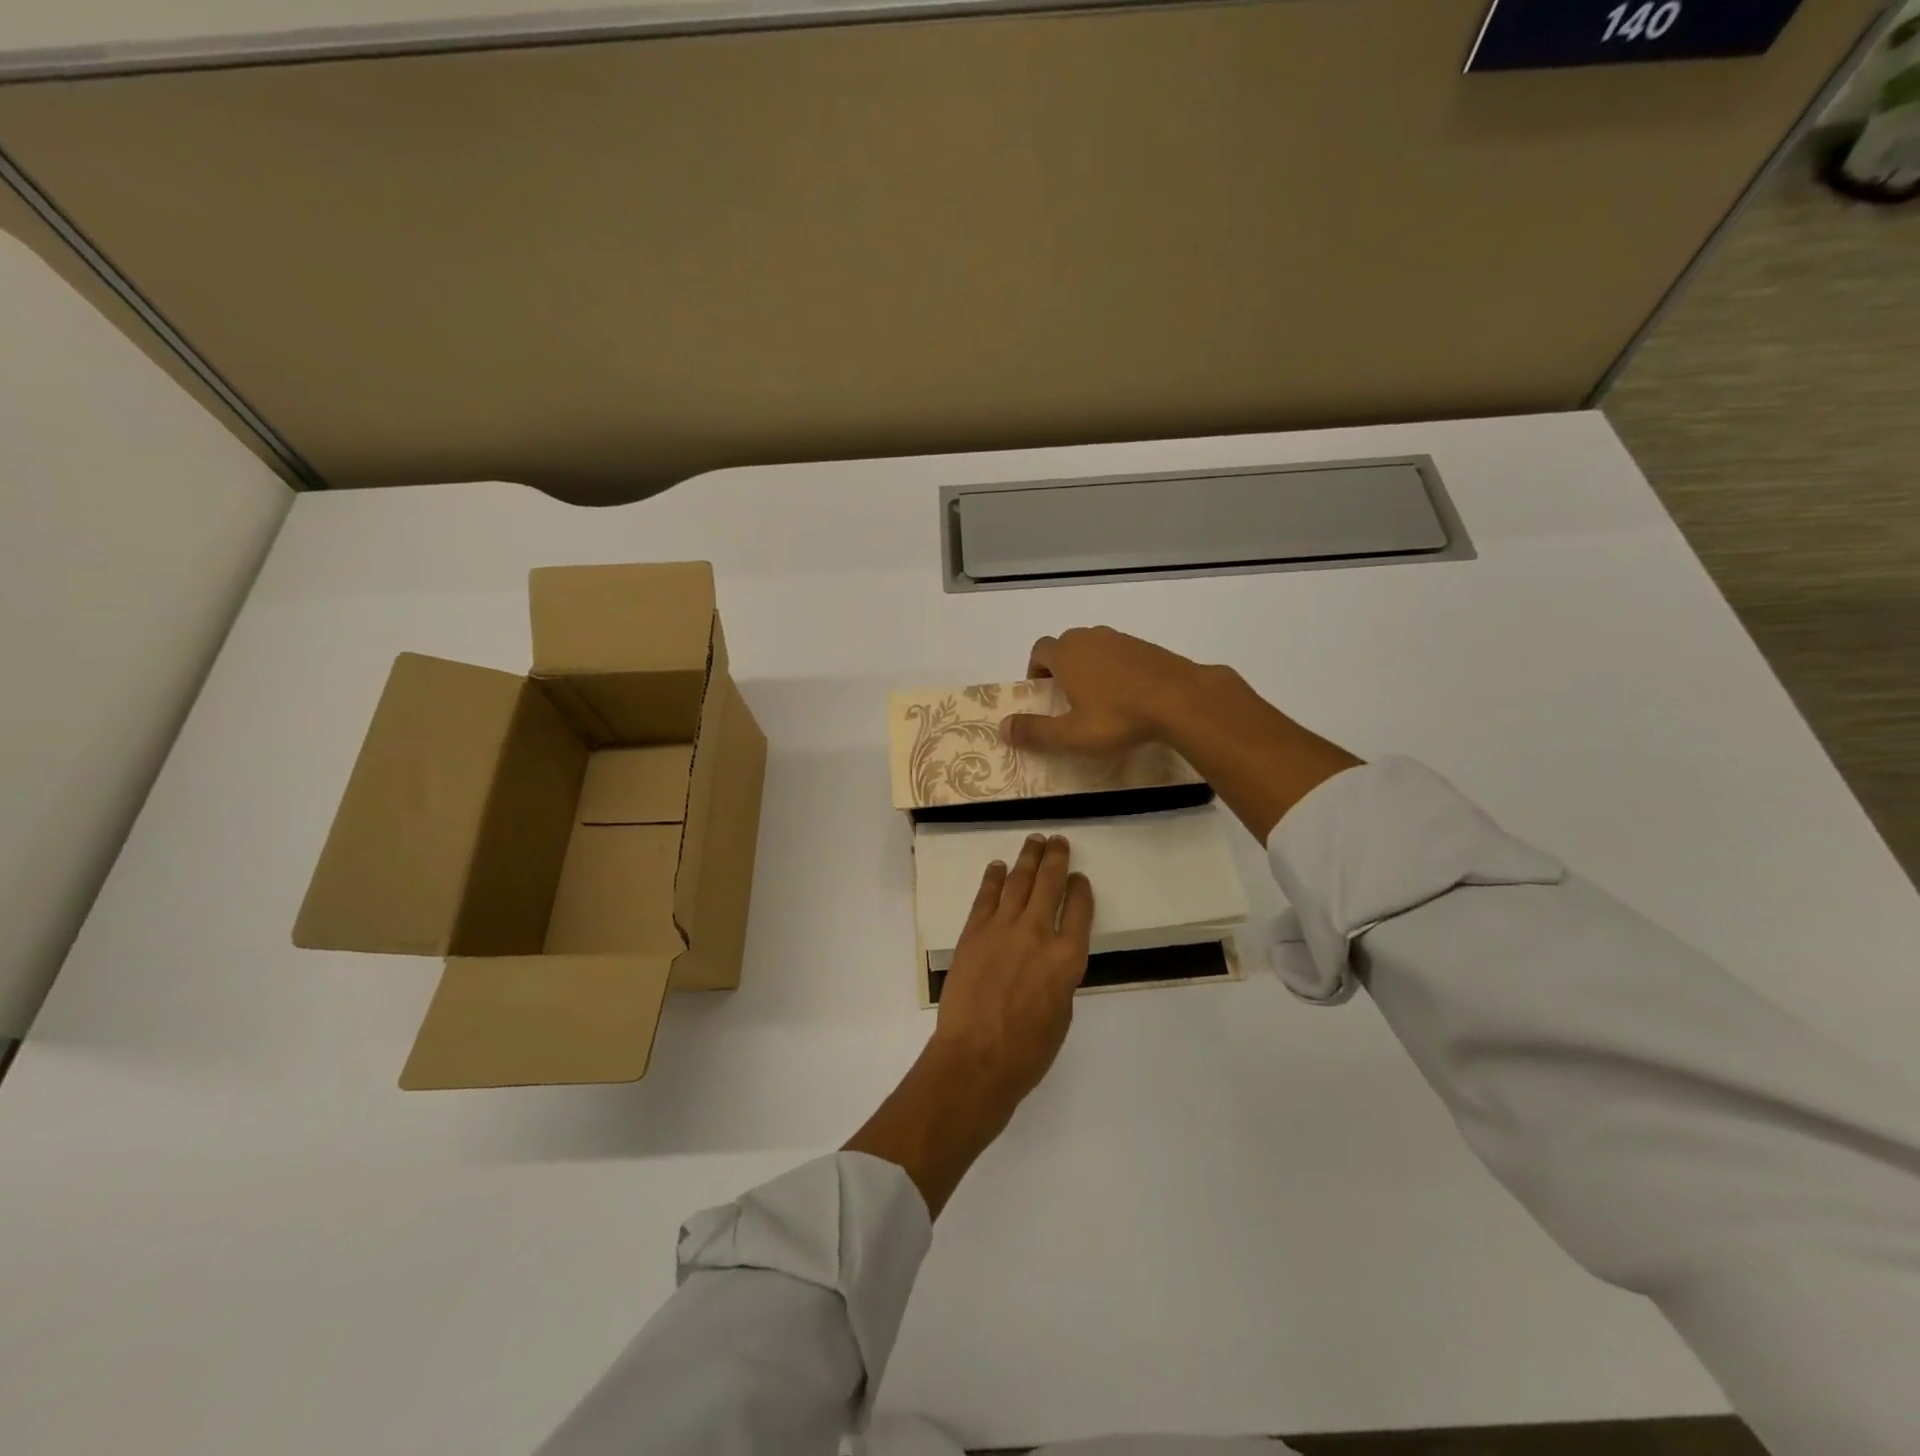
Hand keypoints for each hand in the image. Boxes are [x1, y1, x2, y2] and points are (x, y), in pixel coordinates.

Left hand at [931, 832, 1094, 1107]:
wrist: (975, 1058)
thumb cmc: (1027, 1051)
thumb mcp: (1061, 1015)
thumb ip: (1059, 979)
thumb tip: (1049, 962)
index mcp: (1067, 958)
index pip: (1080, 909)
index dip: (1081, 889)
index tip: (1079, 878)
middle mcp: (1038, 933)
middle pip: (1050, 883)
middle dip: (1056, 858)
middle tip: (1058, 841)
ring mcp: (1003, 928)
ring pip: (1019, 881)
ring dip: (1028, 858)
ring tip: (1034, 841)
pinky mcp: (973, 932)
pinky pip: (986, 896)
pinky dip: (993, 878)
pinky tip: (998, 866)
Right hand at [1004, 625, 1363, 843]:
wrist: (1180, 699)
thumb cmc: (1118, 718)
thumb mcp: (1071, 734)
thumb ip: (1034, 731)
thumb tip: (1001, 727)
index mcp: (1067, 654)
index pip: (1039, 650)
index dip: (1035, 669)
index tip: (1042, 692)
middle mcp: (1091, 638)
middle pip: (1067, 644)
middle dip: (1062, 666)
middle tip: (1068, 697)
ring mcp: (1122, 639)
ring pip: (1095, 646)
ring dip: (1090, 665)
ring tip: (1100, 697)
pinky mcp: (1149, 647)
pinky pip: (1122, 652)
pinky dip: (1117, 668)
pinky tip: (1130, 694)